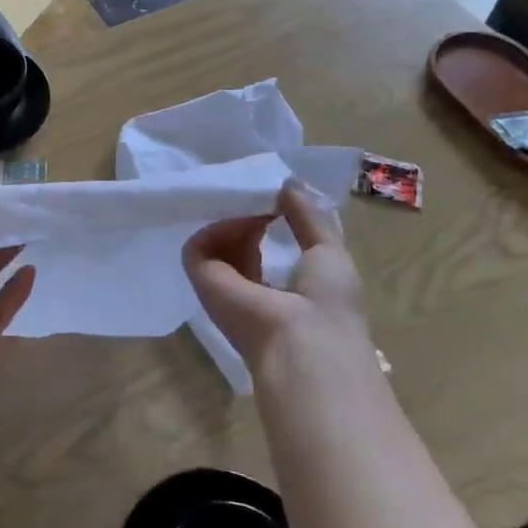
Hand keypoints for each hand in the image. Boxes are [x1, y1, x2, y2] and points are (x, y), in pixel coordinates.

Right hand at [182, 180, 370, 376]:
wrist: (306, 344)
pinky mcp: (202, 281)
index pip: (261, 249)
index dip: (263, 219)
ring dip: (233, 219)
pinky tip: (242, 220)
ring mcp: (224, 287)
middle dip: (246, 214)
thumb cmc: (328, 303)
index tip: (271, 195)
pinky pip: (198, 246)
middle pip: (236, 242)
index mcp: (280, 289)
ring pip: (216, 242)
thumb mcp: (329, 251)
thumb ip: (308, 217)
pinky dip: (216, 228)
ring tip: (253, 207)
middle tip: (258, 194)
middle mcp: (249, 289)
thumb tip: (289, 183)